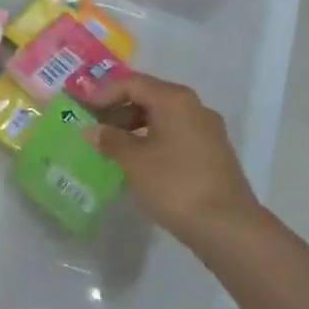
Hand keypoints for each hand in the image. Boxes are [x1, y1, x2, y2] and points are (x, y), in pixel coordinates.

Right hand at [83, 73, 261, 244]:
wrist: (226, 225)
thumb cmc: (174, 184)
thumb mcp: (134, 161)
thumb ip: (110, 140)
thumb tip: (92, 129)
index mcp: (175, 100)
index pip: (133, 83)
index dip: (103, 93)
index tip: (82, 108)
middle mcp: (194, 107)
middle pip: (150, 97)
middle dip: (119, 110)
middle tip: (94, 127)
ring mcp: (208, 130)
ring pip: (163, 117)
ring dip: (135, 127)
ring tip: (111, 147)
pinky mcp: (213, 153)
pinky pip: (176, 135)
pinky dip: (152, 140)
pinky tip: (138, 161)